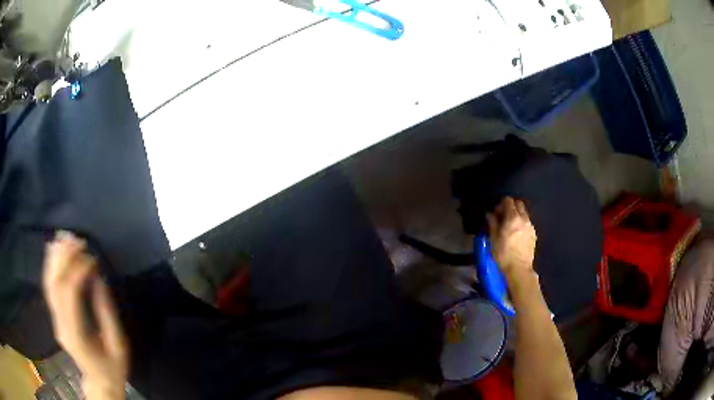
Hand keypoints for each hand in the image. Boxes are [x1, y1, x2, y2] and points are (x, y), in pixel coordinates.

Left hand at [42, 231, 127, 399]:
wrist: (99, 383)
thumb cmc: (112, 368)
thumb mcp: (118, 345)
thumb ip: (107, 313)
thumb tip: (99, 279)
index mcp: (77, 335)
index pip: (70, 294)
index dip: (78, 271)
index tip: (92, 258)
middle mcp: (61, 325)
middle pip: (55, 285)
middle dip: (64, 257)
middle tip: (77, 239)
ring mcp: (56, 321)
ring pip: (49, 283)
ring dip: (55, 257)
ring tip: (64, 236)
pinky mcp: (55, 317)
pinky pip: (49, 288)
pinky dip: (50, 266)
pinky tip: (53, 250)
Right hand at [486, 197, 536, 279]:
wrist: (519, 269)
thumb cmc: (503, 254)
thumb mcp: (493, 239)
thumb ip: (492, 223)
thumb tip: (489, 214)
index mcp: (512, 217)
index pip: (508, 200)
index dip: (500, 204)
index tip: (496, 213)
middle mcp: (523, 218)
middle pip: (518, 204)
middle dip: (510, 206)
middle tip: (503, 217)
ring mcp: (530, 226)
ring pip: (524, 213)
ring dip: (517, 215)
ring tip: (510, 226)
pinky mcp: (534, 234)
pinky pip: (527, 223)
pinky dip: (521, 223)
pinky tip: (516, 235)